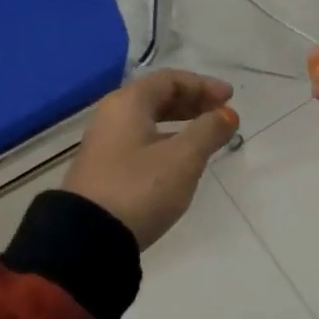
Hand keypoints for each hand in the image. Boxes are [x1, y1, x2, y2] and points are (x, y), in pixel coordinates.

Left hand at [64, 70, 239, 250]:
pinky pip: (140, 141)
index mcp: (128, 103)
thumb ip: (209, 131)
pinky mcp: (104, 170)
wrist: (88, 239)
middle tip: (220, 115)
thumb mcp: (183, 158)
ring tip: (206, 137)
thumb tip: (228, 114)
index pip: (170, 80)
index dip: (203, 85)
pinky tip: (179, 160)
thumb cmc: (140, 188)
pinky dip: (165, 141)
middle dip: (192, 103)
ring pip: (148, 121)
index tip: (230, 99)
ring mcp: (105, 144)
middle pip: (157, 97)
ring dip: (180, 123)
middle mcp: (112, 116)